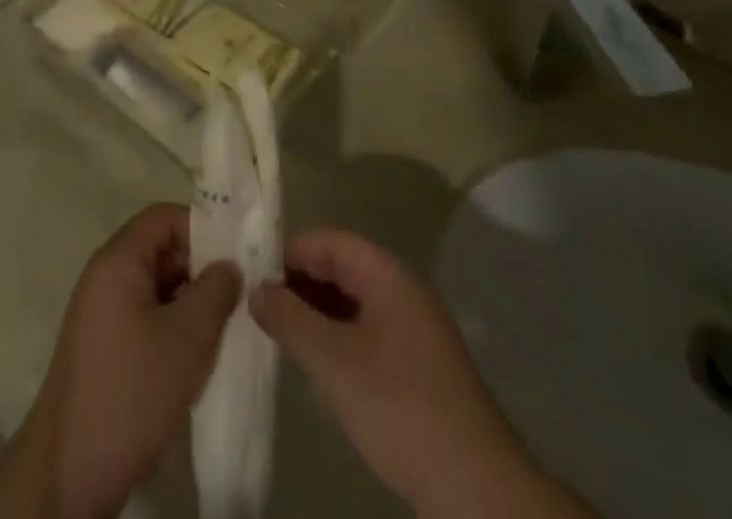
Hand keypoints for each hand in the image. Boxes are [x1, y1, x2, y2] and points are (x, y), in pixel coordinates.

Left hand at [0, 204, 240, 518]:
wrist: (69, 473)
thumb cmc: (132, 392)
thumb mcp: (188, 338)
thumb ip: (216, 290)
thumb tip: (229, 265)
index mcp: (117, 260)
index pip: (164, 216)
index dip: (202, 228)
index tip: (234, 257)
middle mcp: (104, 275)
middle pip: (159, 248)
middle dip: (199, 266)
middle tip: (235, 295)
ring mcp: (100, 312)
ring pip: (154, 284)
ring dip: (188, 299)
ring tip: (221, 326)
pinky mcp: (102, 345)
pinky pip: (143, 313)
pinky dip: (171, 323)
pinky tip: (194, 354)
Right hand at [251, 230, 595, 518]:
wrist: (477, 489)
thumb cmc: (399, 408)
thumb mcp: (333, 361)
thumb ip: (290, 319)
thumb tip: (255, 288)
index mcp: (389, 275)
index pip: (332, 241)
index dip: (292, 251)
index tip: (254, 273)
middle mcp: (405, 292)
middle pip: (344, 269)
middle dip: (302, 282)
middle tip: (261, 306)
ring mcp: (416, 331)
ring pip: (356, 304)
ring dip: (319, 313)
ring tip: (281, 335)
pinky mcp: (420, 369)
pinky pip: (369, 333)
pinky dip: (339, 339)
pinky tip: (319, 366)